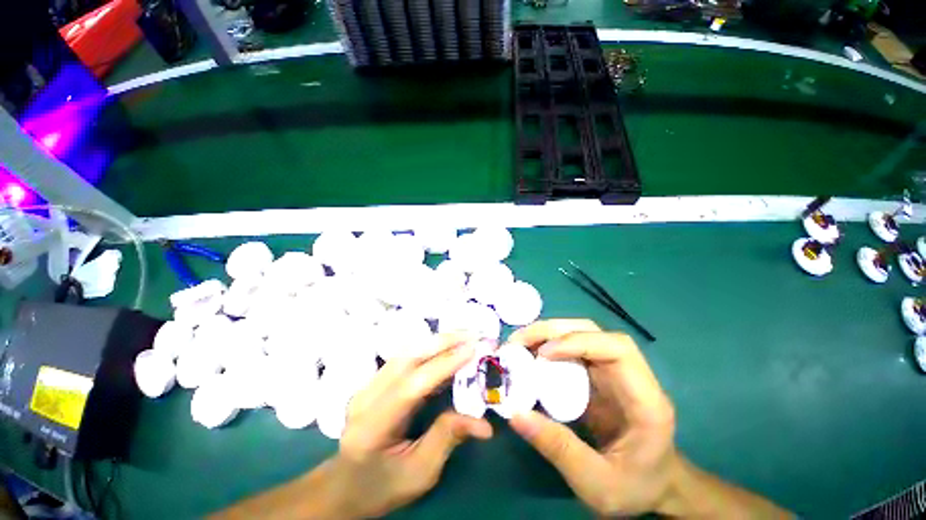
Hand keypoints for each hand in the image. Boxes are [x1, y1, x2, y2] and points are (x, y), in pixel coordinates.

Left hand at [333, 334, 492, 517]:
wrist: (346, 486)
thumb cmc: (383, 486)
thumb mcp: (419, 474)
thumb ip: (448, 438)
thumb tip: (484, 423)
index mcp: (372, 426)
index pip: (412, 385)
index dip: (444, 365)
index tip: (472, 350)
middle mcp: (365, 397)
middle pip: (406, 358)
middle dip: (442, 342)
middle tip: (471, 335)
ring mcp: (367, 385)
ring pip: (404, 352)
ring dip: (436, 341)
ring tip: (462, 336)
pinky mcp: (374, 381)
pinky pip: (404, 356)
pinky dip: (427, 348)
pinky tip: (445, 347)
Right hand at [508, 319, 677, 515]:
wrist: (654, 489)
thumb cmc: (635, 489)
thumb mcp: (596, 483)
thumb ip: (558, 448)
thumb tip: (514, 413)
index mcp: (645, 400)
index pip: (617, 349)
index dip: (578, 342)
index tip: (543, 353)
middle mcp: (631, 375)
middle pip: (594, 333)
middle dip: (554, 331)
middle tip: (520, 340)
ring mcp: (614, 372)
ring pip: (581, 335)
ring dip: (548, 334)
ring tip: (520, 343)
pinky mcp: (598, 375)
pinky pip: (572, 349)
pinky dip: (549, 345)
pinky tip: (531, 354)